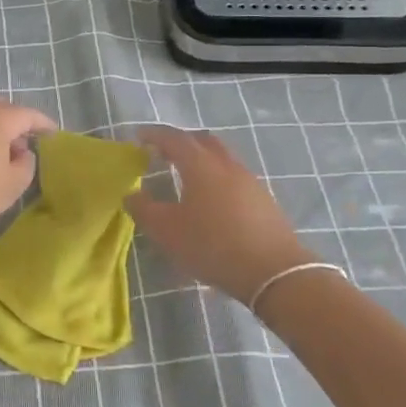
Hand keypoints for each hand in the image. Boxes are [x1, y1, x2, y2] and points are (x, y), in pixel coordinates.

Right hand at [125, 126, 312, 302]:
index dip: (154, 135)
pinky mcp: (263, 198)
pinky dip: (217, 176)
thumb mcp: (167, 232)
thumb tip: (131, 194)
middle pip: (202, 140)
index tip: (139, 136)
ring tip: (186, 175)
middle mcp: (226, 165)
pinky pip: (234, 176)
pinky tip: (212, 198)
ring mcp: (249, 180)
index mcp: (200, 165)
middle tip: (163, 152)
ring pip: (221, 157)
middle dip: (181, 141)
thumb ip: (144, 209)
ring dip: (202, 158)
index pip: (174, 138)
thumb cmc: (213, 246)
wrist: (273, 272)